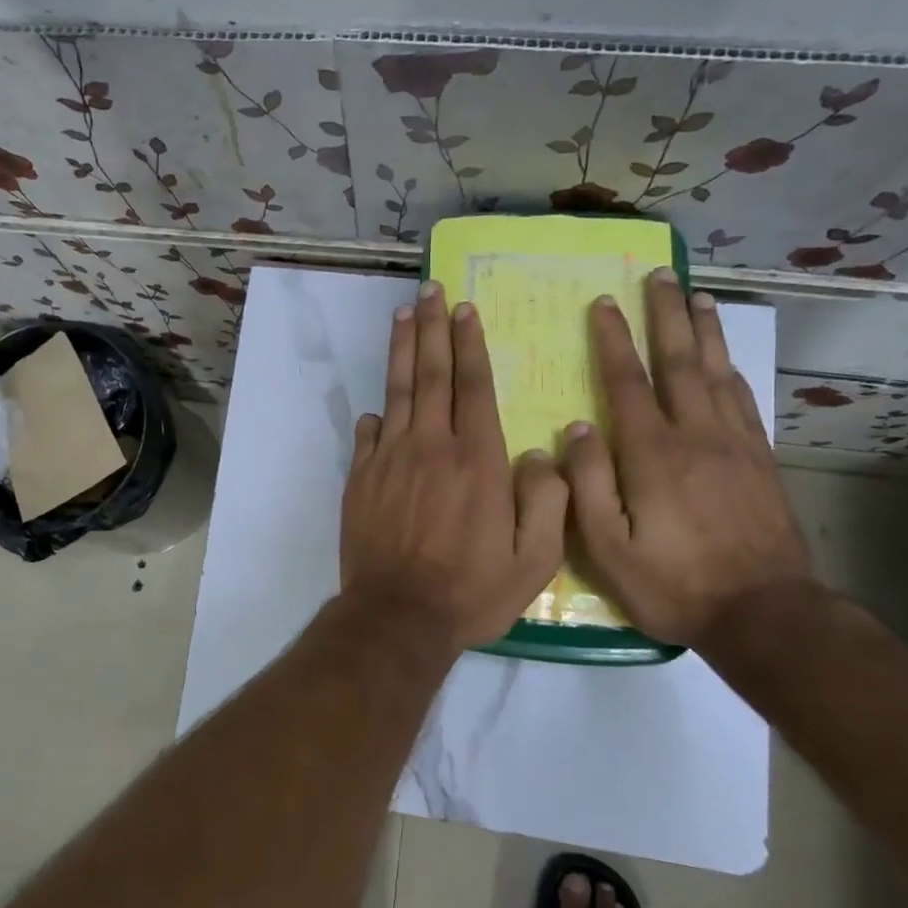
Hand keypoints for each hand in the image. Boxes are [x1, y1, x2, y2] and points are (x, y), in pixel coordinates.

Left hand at [342, 282, 568, 652]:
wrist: (398, 616)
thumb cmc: (472, 591)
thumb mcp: (535, 560)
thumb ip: (547, 501)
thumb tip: (542, 453)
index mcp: (476, 459)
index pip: (472, 386)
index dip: (468, 344)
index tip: (463, 309)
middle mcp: (430, 447)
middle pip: (431, 375)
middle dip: (431, 329)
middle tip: (428, 291)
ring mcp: (389, 460)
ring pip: (397, 392)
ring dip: (402, 351)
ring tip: (403, 316)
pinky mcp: (361, 479)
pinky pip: (368, 435)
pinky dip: (375, 415)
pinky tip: (378, 404)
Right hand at [563, 270, 815, 647]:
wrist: (764, 612)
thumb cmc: (673, 583)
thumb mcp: (608, 547)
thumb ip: (586, 484)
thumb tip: (576, 427)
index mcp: (653, 454)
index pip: (628, 382)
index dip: (614, 340)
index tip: (604, 303)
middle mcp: (696, 435)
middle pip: (679, 361)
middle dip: (665, 315)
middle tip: (658, 274)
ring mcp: (735, 444)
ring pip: (717, 372)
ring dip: (704, 330)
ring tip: (696, 295)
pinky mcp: (760, 460)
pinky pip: (744, 399)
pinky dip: (732, 368)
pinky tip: (726, 358)